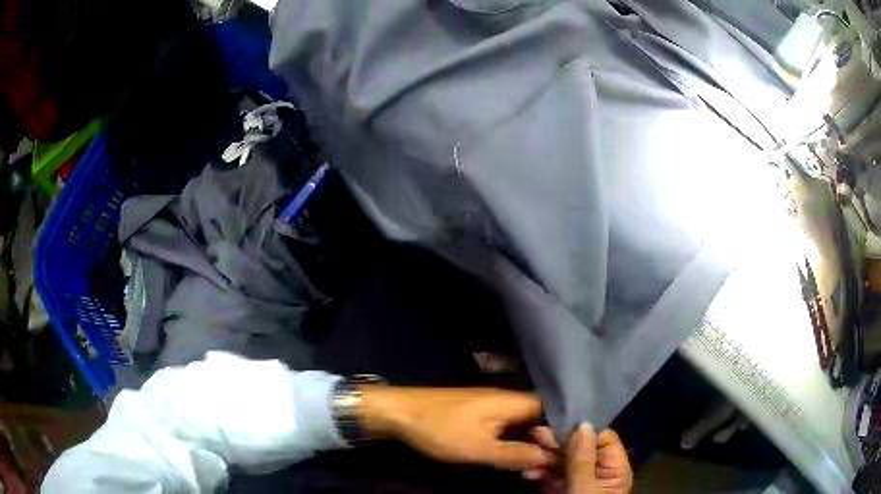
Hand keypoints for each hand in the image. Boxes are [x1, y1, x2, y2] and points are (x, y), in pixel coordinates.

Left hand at [358, 386, 555, 471]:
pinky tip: (513, 461)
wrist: (399, 412)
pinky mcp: (479, 416)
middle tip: (546, 470)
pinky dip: (513, 444)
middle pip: (539, 421)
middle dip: (545, 445)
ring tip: (532, 470)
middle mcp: (507, 401)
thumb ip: (515, 454)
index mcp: (512, 402)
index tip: (565, 456)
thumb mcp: (479, 448)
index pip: (552, 413)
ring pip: (522, 427)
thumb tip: (549, 458)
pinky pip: (506, 429)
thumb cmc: (440, 428)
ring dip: (528, 447)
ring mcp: (492, 408)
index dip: (561, 433)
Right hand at [526, 423, 631, 493]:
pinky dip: (539, 471)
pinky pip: (551, 474)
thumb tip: (582, 425)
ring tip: (528, 456)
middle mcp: (597, 470)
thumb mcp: (585, 490)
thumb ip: (583, 460)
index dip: (583, 430)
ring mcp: (577, 480)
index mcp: (614, 468)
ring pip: (562, 460)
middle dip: (557, 443)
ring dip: (544, 457)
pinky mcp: (560, 488)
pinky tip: (528, 473)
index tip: (559, 423)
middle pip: (580, 447)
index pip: (603, 439)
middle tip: (535, 435)